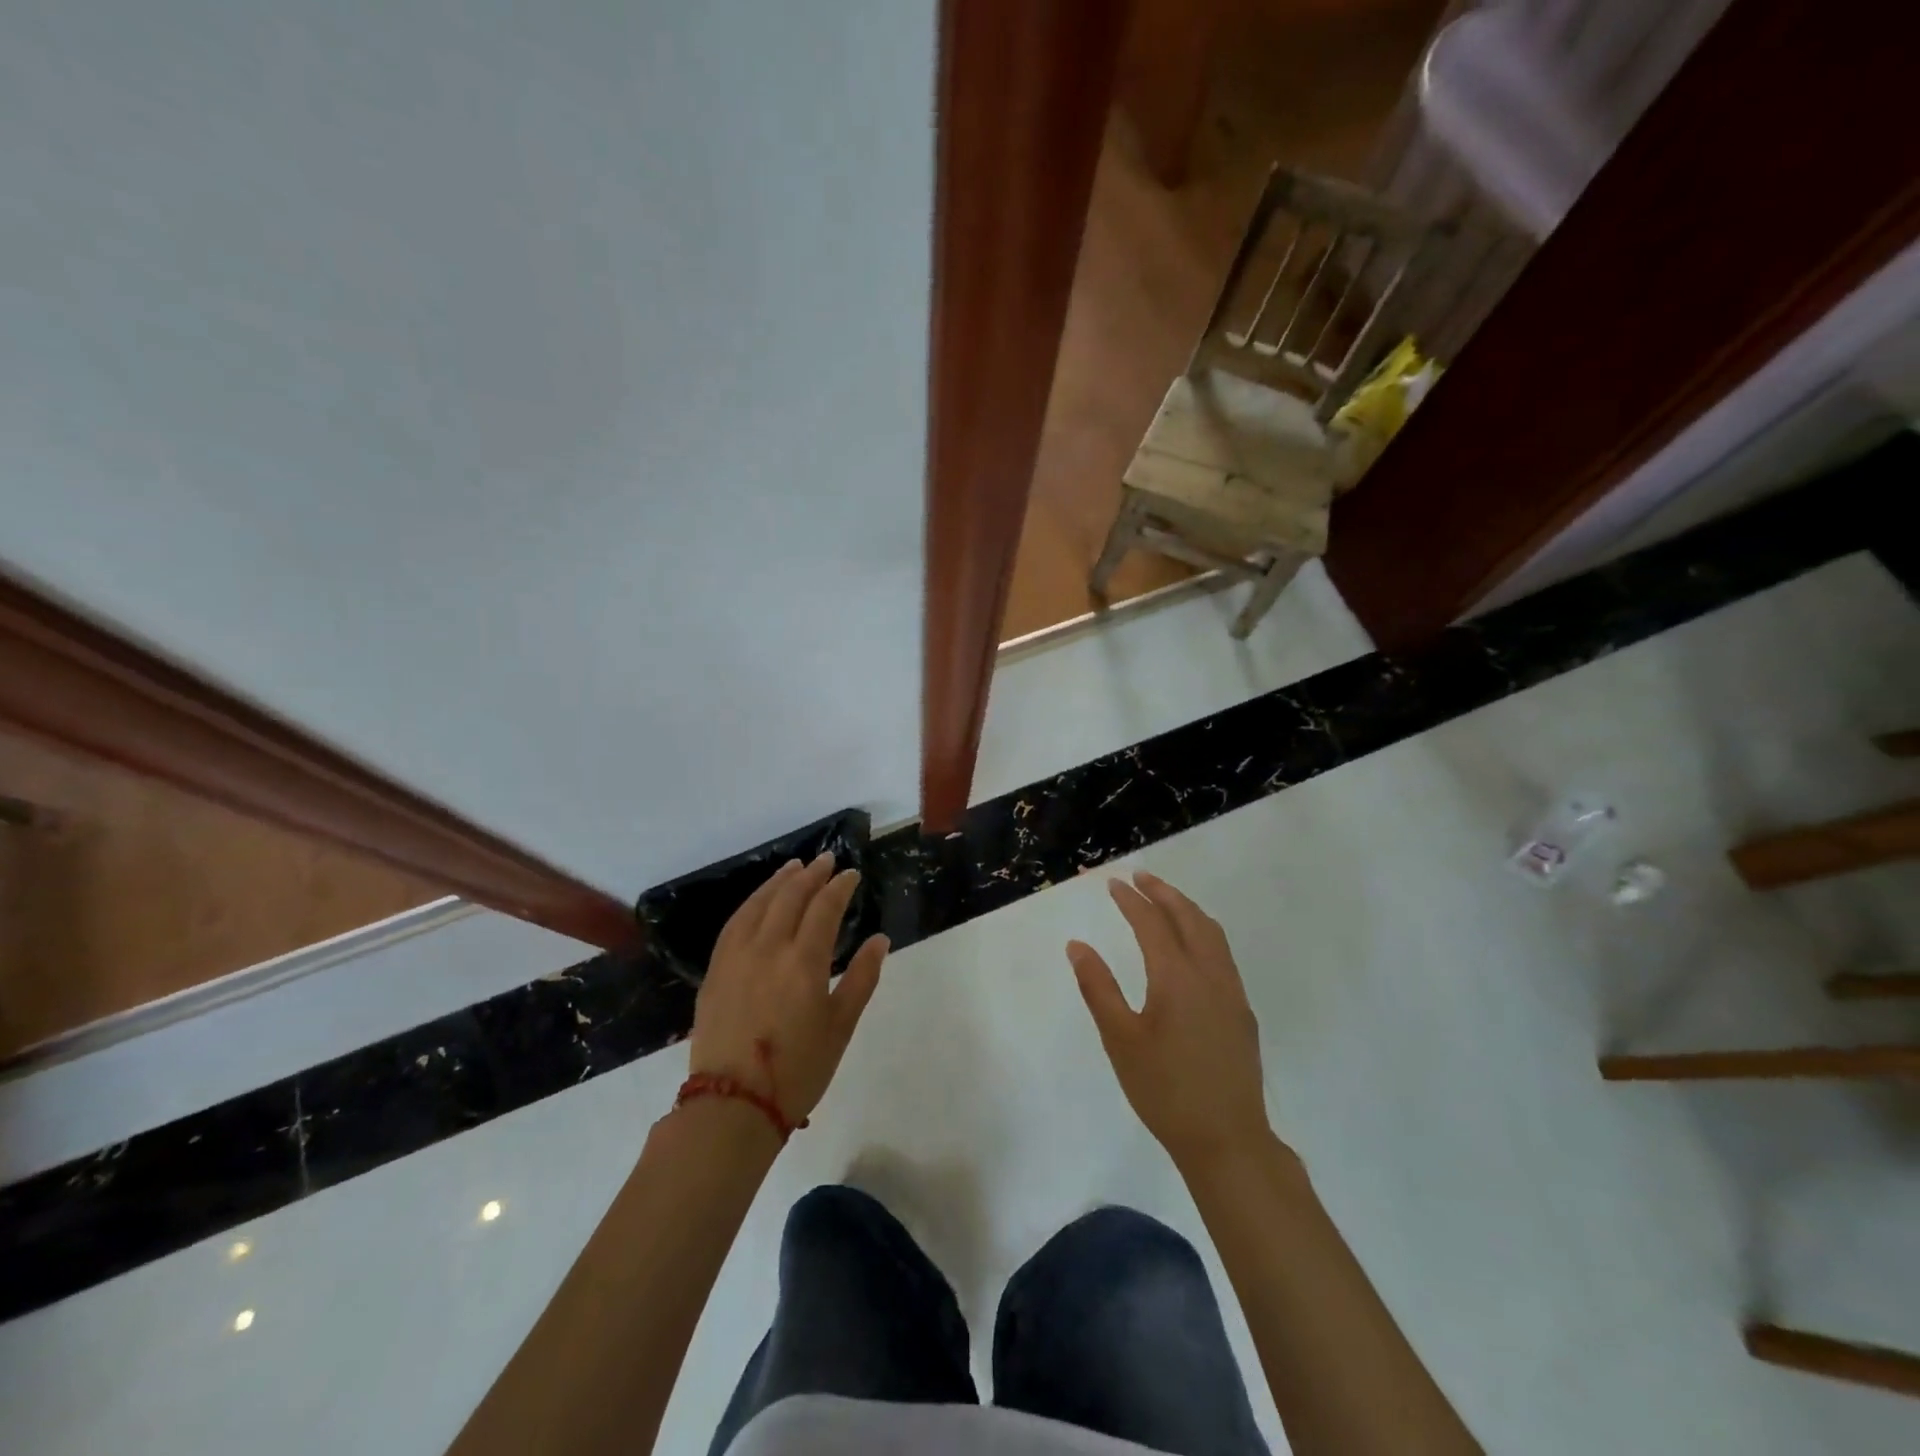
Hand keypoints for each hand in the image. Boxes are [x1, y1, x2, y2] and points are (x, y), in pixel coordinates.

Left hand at [689, 853, 888, 1126]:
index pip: (824, 908)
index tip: (852, 874)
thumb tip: (880, 940)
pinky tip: (759, 900)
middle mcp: (768, 949)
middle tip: (827, 860)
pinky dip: (751, 903)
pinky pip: (734, 923)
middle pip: (790, 897)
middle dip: (811, 874)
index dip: (840, 886)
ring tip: (794, 866)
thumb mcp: (841, 1027)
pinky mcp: (716, 970)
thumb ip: (861, 978)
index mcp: (804, 962)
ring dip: (779, 881)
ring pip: (759, 904)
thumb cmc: (798, 1070)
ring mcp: (737, 957)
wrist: (733, 1106)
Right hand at [1067, 870, 1269, 1171]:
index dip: (1131, 900)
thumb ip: (1098, 987)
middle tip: (1140, 877)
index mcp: (1176, 977)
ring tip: (1165, 899)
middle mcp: (1209, 975)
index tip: (1113, 883)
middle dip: (1163, 892)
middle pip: (1189, 917)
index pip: (1152, 923)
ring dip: (1187, 909)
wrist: (1227, 1140)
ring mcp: (1231, 993)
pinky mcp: (1242, 1012)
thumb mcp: (1120, 1039)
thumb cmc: (1164, 1090)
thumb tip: (1077, 945)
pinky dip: (1203, 932)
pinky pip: (1223, 954)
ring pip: (1212, 933)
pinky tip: (1191, 945)